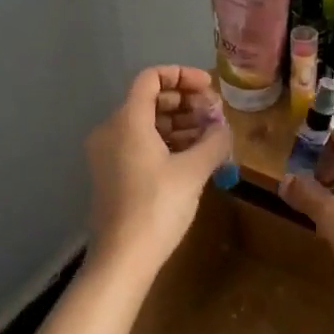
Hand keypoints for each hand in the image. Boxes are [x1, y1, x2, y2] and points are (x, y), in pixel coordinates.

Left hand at [85, 66, 231, 269]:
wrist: (122, 258)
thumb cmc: (157, 207)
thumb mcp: (194, 171)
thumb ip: (214, 141)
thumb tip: (224, 129)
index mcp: (127, 120)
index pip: (151, 78)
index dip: (182, 75)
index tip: (209, 87)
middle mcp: (111, 130)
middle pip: (149, 100)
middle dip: (185, 102)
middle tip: (215, 114)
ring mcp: (108, 154)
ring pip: (146, 124)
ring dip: (179, 124)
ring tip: (211, 136)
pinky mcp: (113, 174)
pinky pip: (140, 144)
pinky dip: (166, 143)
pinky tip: (193, 156)